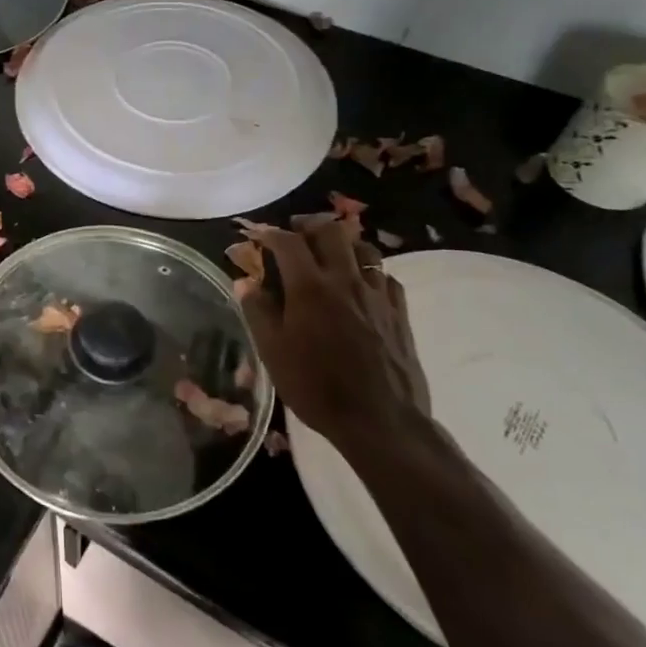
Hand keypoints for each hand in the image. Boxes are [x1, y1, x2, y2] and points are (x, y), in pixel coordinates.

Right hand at [239, 219, 430, 453]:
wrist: (381, 420)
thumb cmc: (316, 386)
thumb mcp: (272, 352)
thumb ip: (257, 311)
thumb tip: (245, 281)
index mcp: (309, 287)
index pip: (288, 242)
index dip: (270, 233)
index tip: (259, 236)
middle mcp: (345, 280)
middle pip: (331, 231)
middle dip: (309, 226)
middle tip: (295, 234)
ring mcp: (377, 294)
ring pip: (363, 248)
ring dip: (342, 243)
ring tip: (329, 253)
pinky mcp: (399, 311)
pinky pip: (384, 275)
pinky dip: (368, 270)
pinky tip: (360, 285)